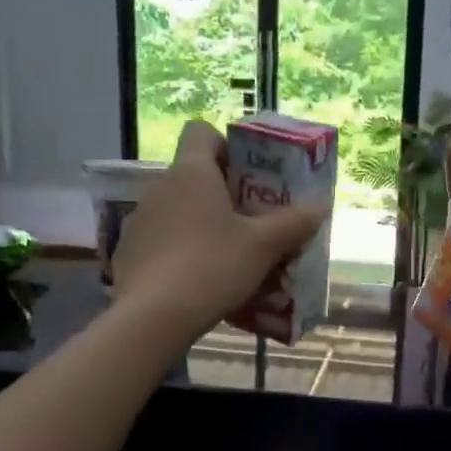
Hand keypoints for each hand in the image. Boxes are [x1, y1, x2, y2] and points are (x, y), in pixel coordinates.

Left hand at [112, 121, 327, 343]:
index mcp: (191, 172)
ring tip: (233, 258)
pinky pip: (165, 242)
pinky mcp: (130, 253)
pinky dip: (184, 252)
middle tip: (255, 222)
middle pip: (196, 176)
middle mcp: (160, 188)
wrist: (152, 318)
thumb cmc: (212, 267)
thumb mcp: (264, 246)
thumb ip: (294, 222)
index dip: (227, 145)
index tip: (250, 173)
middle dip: (227, 195)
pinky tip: (202, 282)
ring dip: (206, 226)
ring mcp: (140, 221)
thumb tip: (320, 204)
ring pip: (181, 212)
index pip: (202, 132)